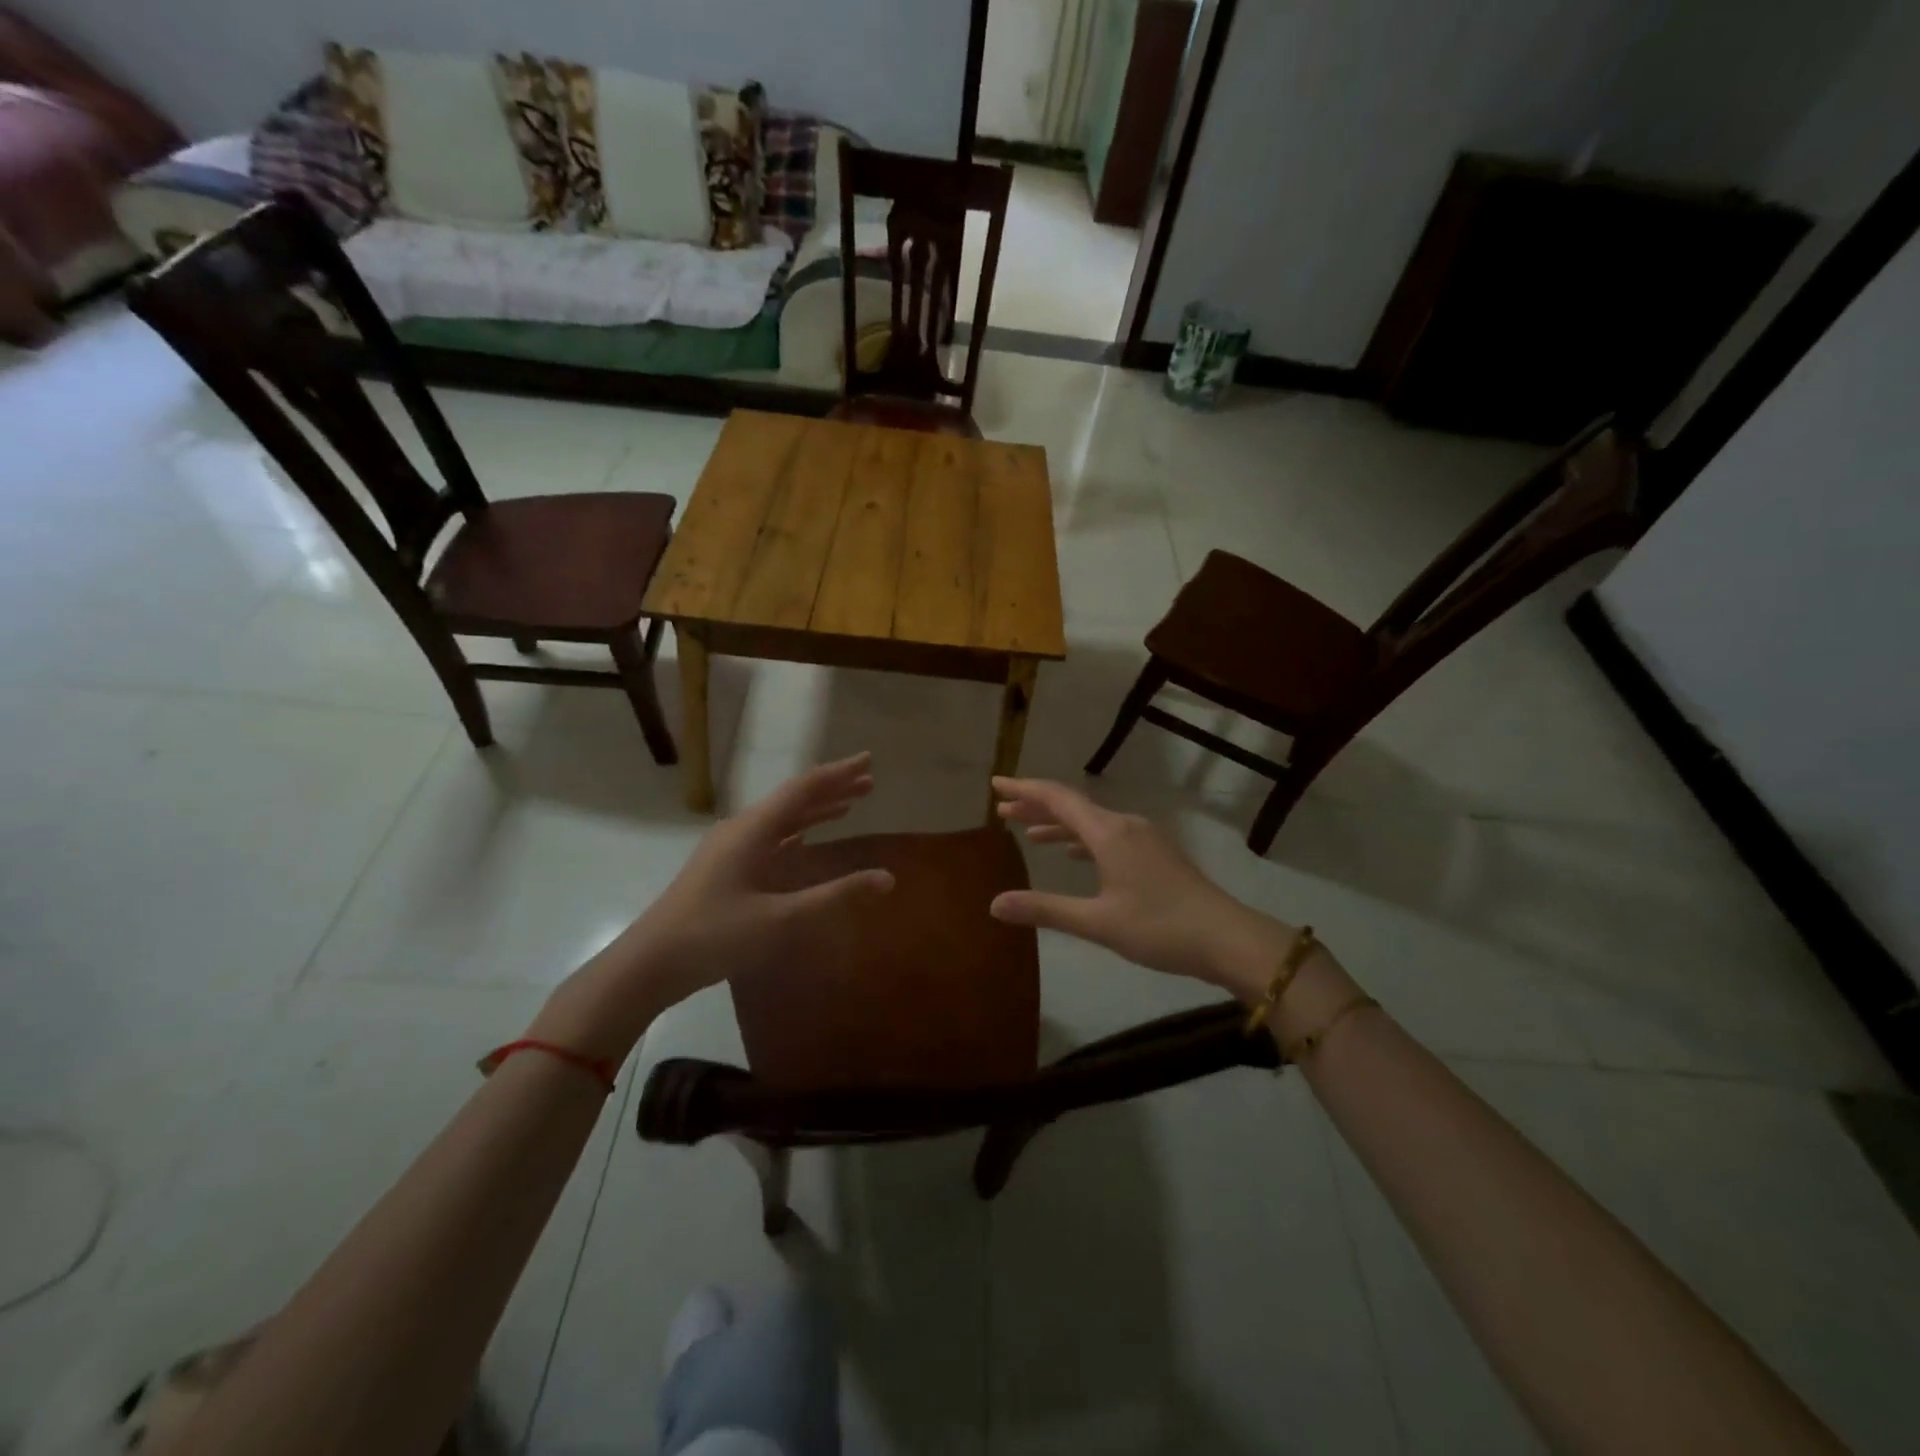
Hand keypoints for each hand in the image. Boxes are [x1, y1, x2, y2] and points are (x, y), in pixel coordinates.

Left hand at [530, 754, 894, 1059]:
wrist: (650, 964)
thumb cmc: (715, 936)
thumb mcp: (781, 919)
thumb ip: (835, 896)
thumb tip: (887, 878)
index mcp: (752, 830)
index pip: (803, 790)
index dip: (838, 774)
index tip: (868, 760)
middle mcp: (740, 830)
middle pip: (793, 799)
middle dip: (832, 789)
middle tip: (869, 781)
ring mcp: (729, 849)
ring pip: (781, 819)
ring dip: (815, 810)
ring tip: (849, 805)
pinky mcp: (724, 869)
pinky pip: (769, 838)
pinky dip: (796, 832)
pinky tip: (805, 838)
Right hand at [988, 777, 1293, 998]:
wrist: (1227, 938)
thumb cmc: (1159, 927)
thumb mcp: (1097, 922)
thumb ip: (1045, 909)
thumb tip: (994, 904)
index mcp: (1109, 833)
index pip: (1057, 799)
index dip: (1024, 789)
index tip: (996, 783)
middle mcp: (1125, 825)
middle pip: (1073, 806)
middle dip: (1036, 806)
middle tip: (1003, 809)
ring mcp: (1144, 838)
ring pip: (1092, 821)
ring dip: (1059, 824)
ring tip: (1028, 832)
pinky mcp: (1156, 854)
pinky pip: (1109, 835)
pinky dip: (1083, 839)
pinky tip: (1075, 853)